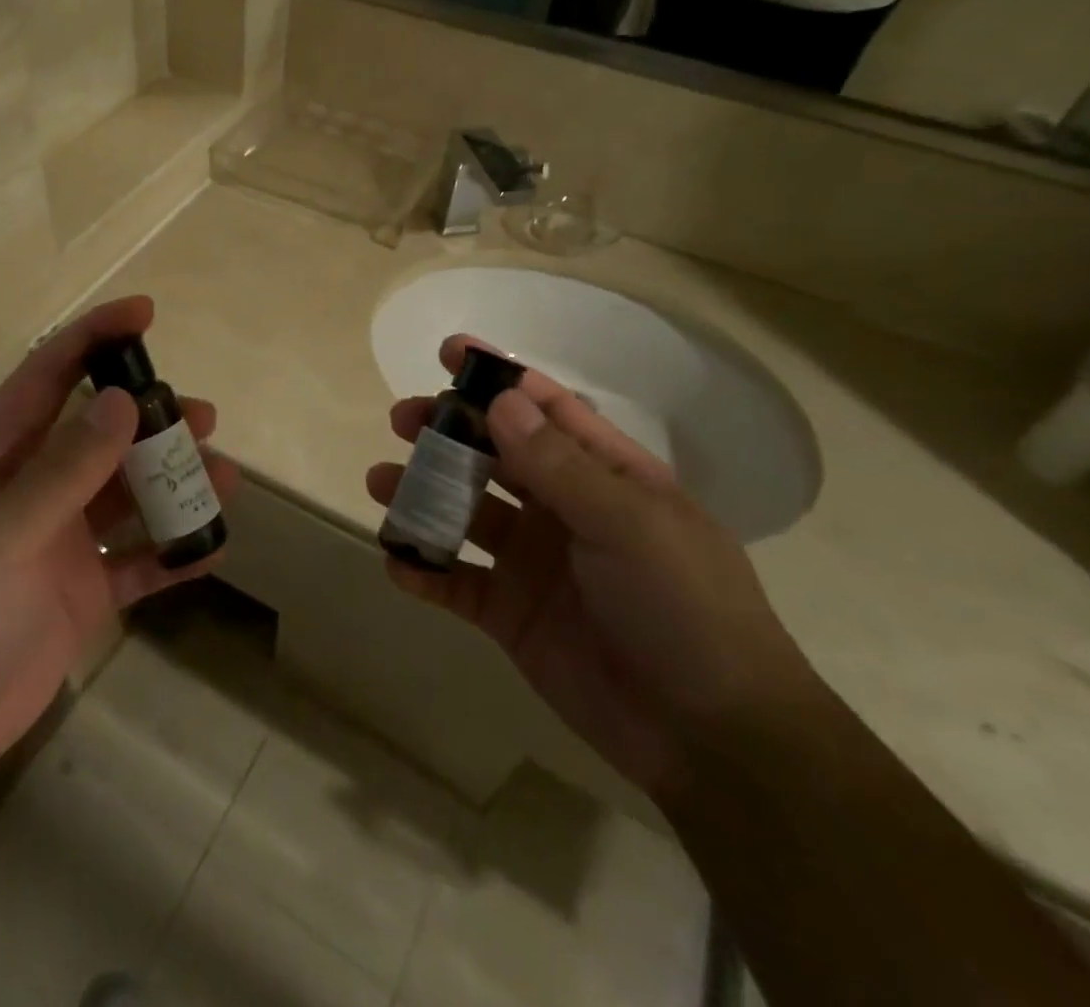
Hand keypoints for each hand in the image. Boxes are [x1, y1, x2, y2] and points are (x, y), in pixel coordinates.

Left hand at [0, 296, 238, 793]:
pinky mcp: (82, 591)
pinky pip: (138, 562)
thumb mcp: (3, 534)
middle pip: (101, 436)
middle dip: (152, 420)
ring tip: (225, 480)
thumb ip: (65, 469)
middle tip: (204, 417)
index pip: (48, 377)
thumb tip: (125, 402)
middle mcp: (33, 490)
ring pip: (128, 496)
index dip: (93, 338)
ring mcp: (60, 542)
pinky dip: (173, 554)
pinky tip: (213, 549)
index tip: (143, 312)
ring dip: (173, 485)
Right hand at [367, 336, 815, 798]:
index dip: (499, 376)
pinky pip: (456, 583)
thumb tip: (501, 397)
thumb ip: (559, 464)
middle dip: (448, 431)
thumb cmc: (684, 608)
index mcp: (604, 476)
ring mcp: (533, 563)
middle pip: (494, 455)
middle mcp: (564, 510)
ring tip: (379, 481)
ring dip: (423, 494)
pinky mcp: (509, 615)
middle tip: (402, 419)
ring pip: (465, 513)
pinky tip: (397, 562)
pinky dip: (424, 571)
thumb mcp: (629, 524)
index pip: (546, 409)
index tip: (448, 351)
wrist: (710, 738)